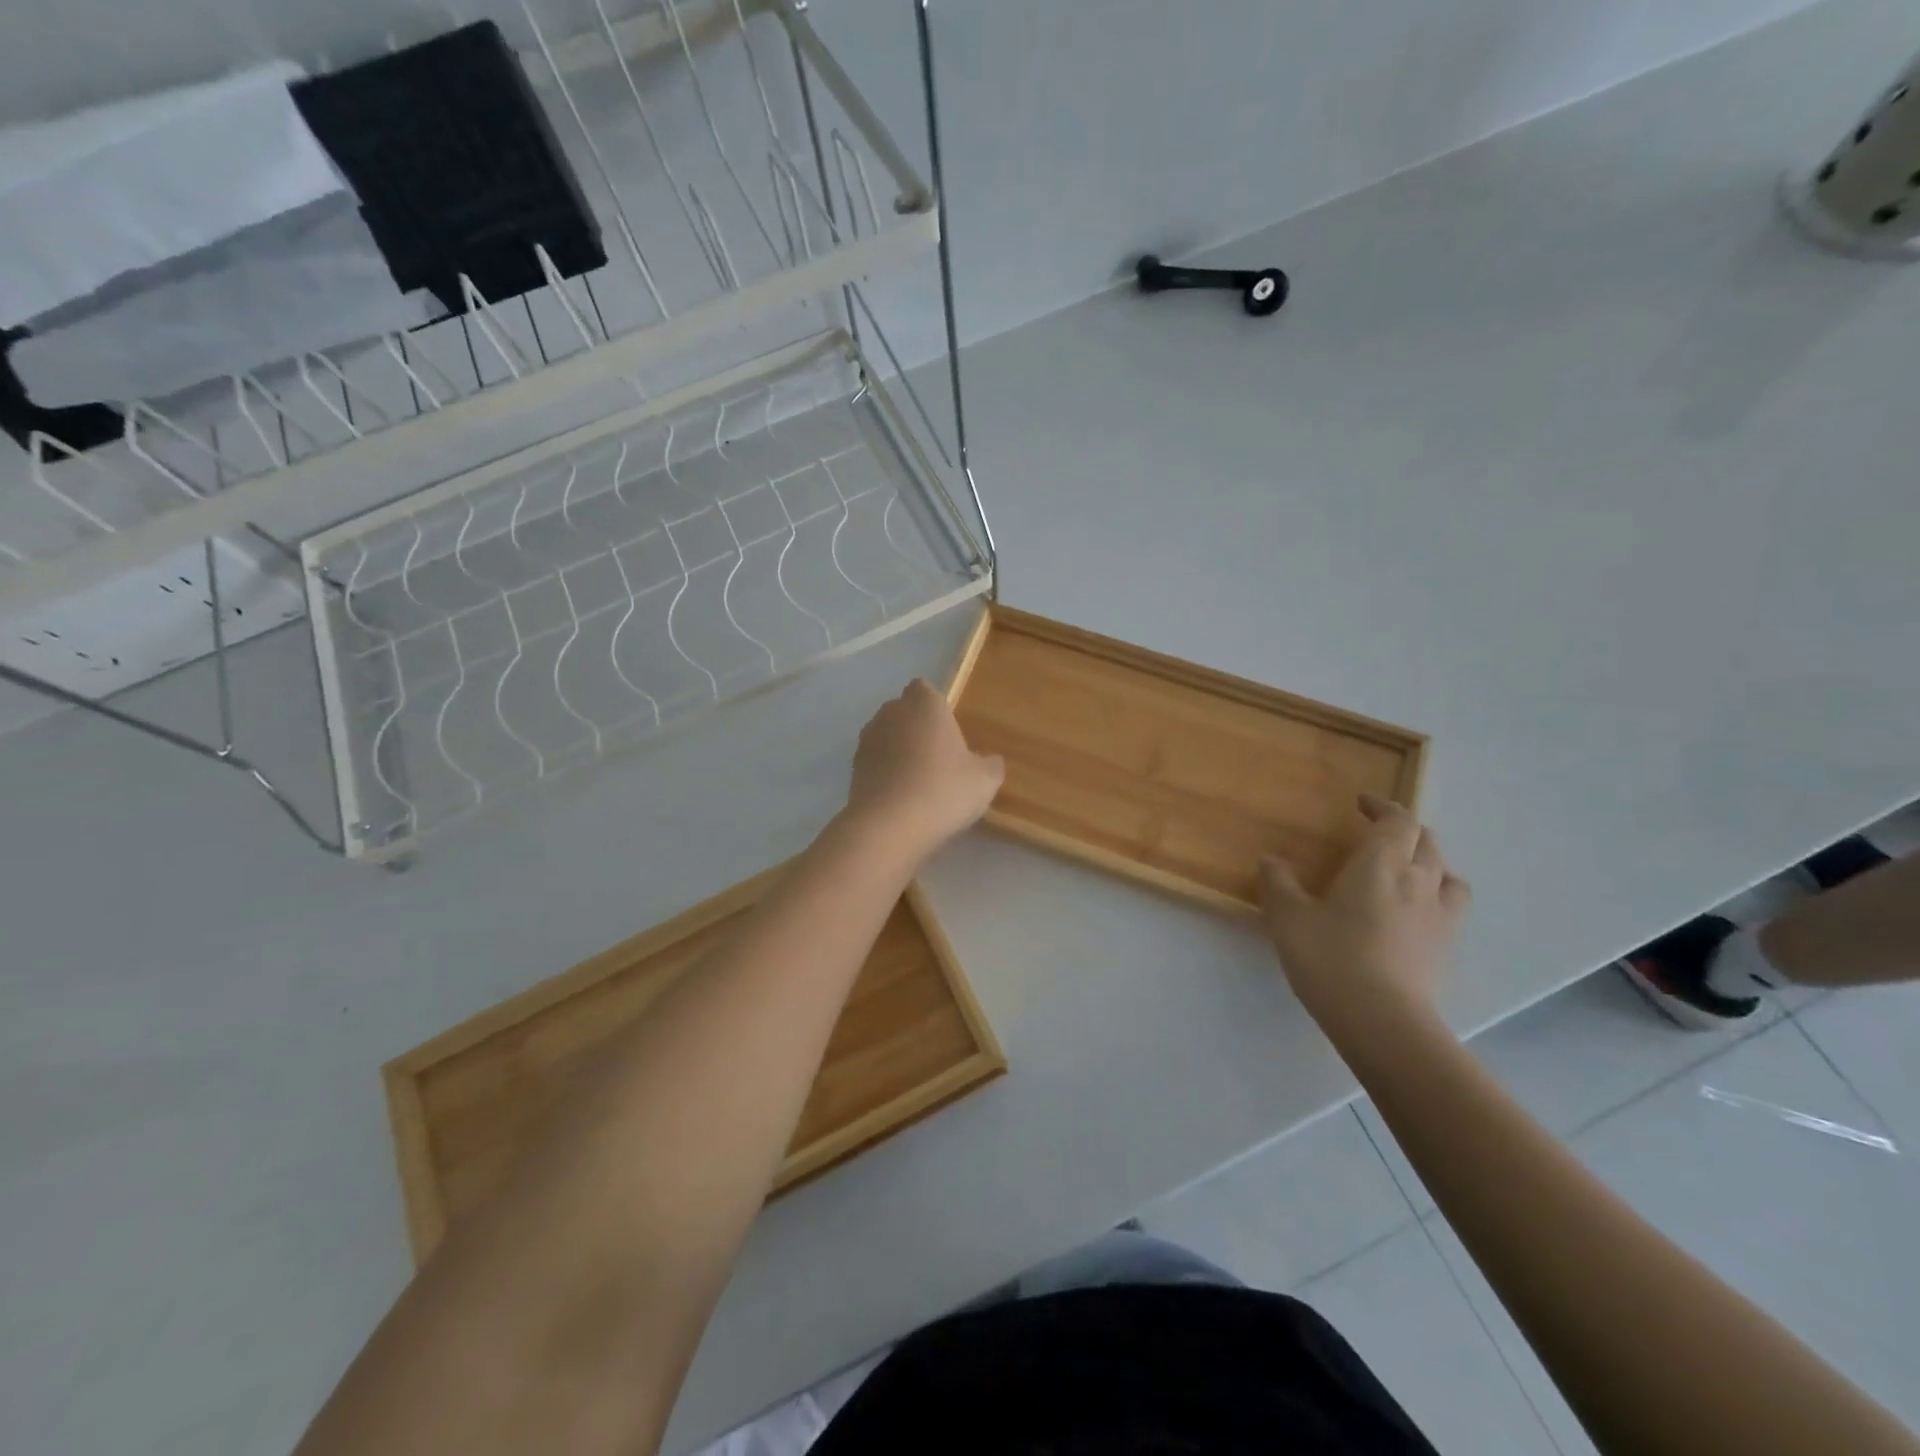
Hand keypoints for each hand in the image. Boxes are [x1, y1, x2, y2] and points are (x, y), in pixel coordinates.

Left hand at [844, 680, 1003, 864]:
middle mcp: (892, 713)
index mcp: (925, 704)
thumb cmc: (943, 790)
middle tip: (937, 756)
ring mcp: (867, 739)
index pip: (924, 689)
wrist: (889, 826)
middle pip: (902, 710)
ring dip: (897, 749)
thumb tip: (990, 761)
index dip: (934, 706)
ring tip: (916, 779)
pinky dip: (884, 771)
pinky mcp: (853, 767)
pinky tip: (899, 796)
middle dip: (915, 726)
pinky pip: (873, 761)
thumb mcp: (984, 780)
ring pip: (885, 735)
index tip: (947, 730)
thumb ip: (990, 765)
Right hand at [1259, 794, 1470, 1033]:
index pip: (1397, 820)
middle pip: (1426, 841)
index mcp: (1380, 865)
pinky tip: (1416, 915)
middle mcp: (1418, 881)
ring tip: (1406, 872)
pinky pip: (1451, 907)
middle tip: (1378, 834)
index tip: (1361, 804)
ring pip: (1447, 874)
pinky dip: (1437, 898)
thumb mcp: (1288, 919)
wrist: (1383, 1021)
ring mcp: (1440, 916)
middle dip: (1403, 830)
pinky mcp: (1448, 947)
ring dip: (1429, 863)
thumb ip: (1278, 884)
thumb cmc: (1331, 959)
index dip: (1382, 807)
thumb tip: (1271, 860)